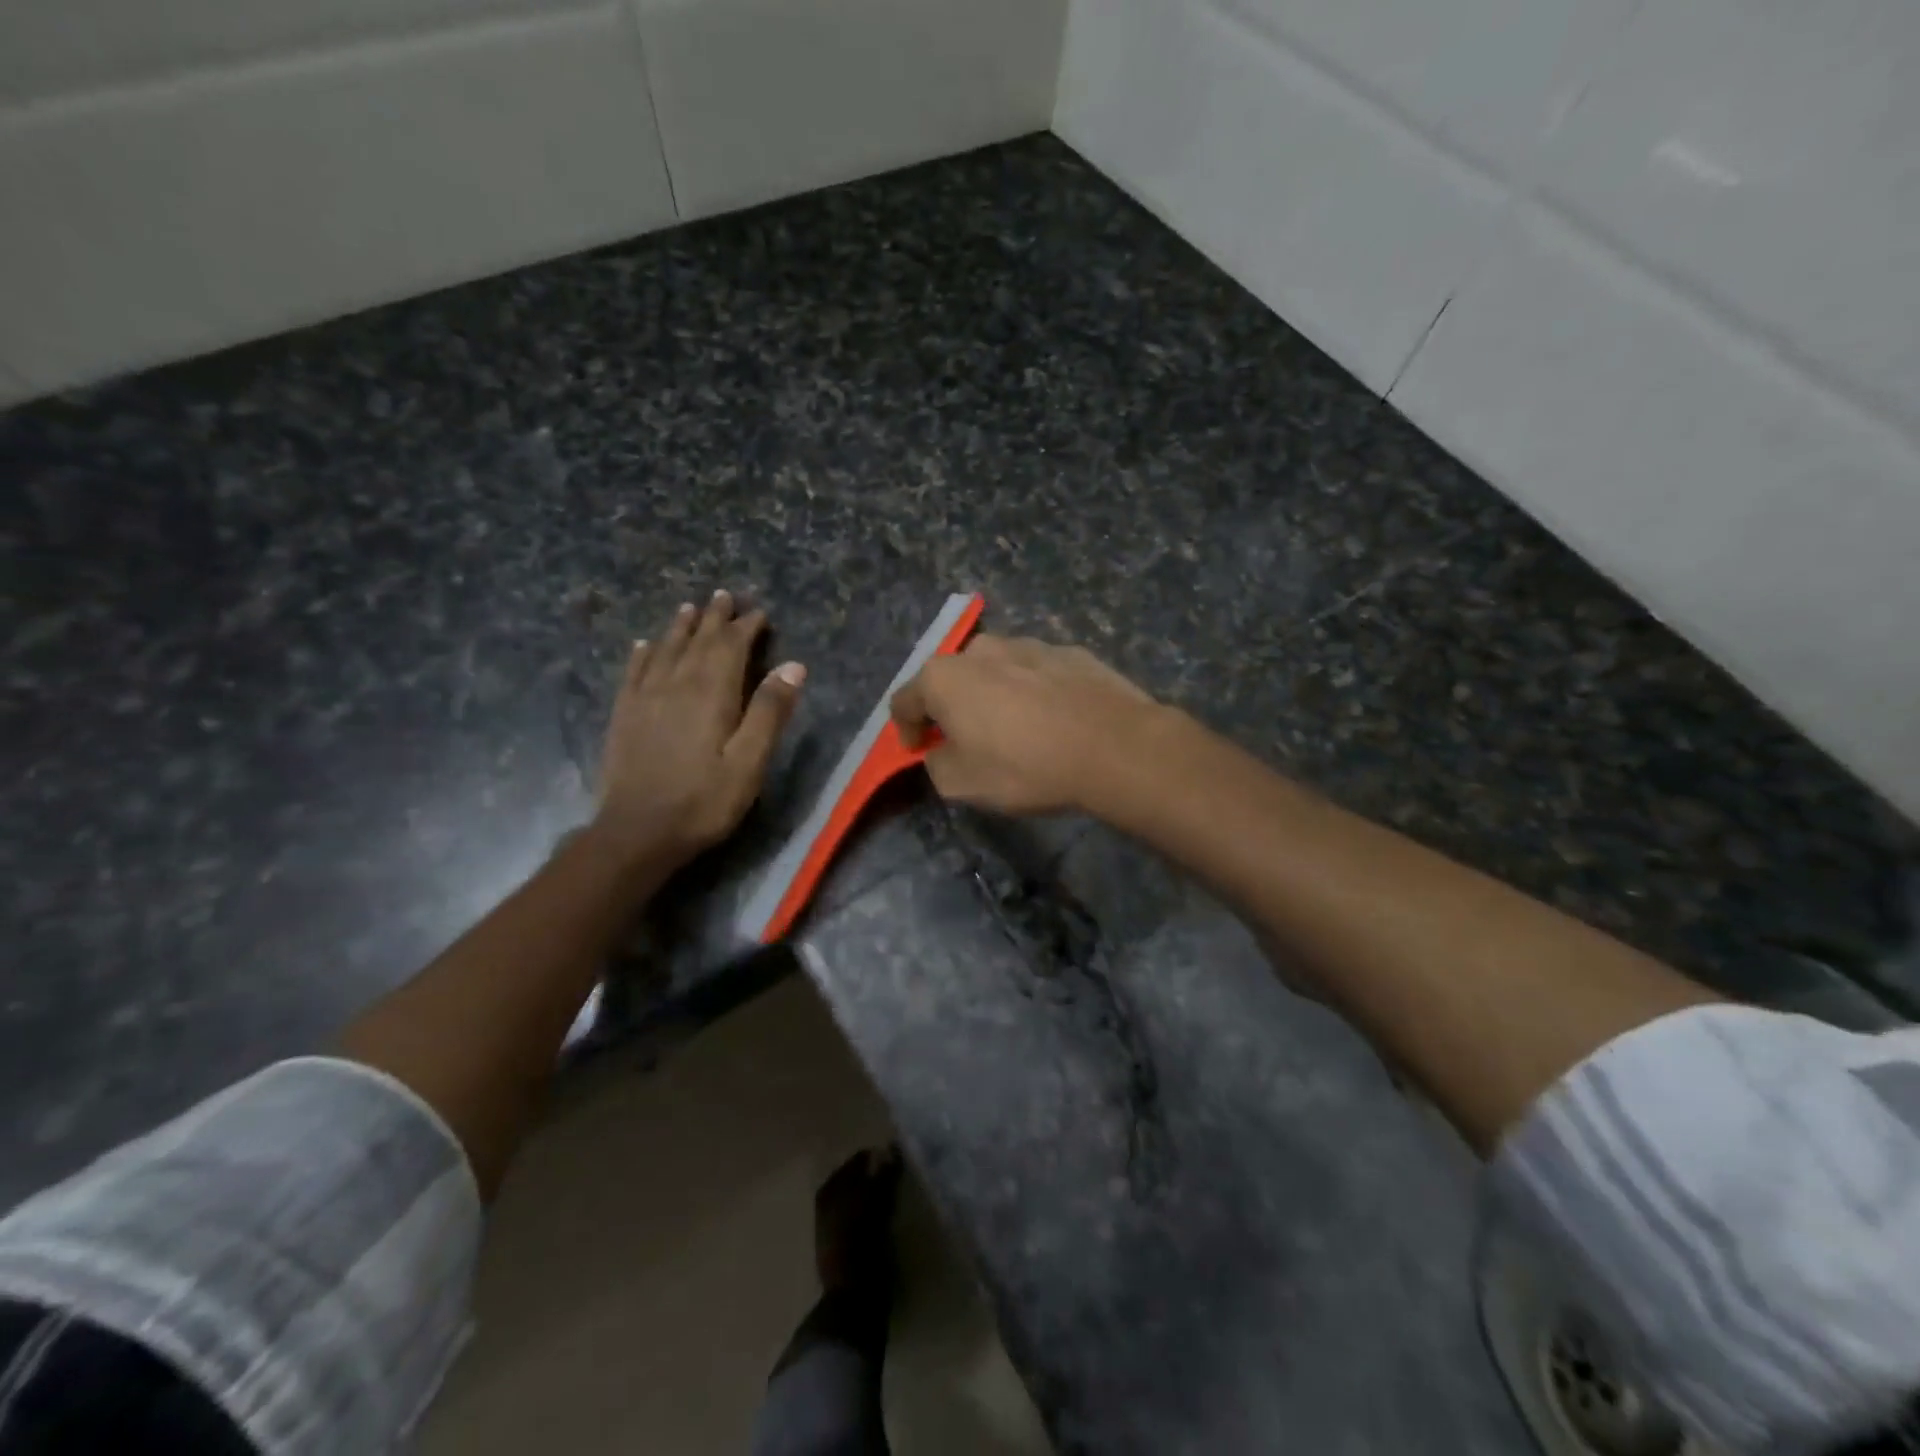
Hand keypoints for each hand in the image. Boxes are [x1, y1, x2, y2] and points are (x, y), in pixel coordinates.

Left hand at [595, 590, 804, 865]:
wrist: (637, 832)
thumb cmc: (703, 801)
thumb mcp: (749, 762)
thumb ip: (770, 712)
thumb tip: (794, 666)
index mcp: (711, 693)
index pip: (730, 647)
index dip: (745, 627)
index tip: (758, 612)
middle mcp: (676, 685)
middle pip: (697, 641)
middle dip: (714, 618)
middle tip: (724, 596)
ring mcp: (645, 698)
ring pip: (665, 650)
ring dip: (680, 627)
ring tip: (689, 608)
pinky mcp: (624, 715)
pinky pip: (634, 672)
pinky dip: (643, 654)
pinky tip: (644, 645)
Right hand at [889, 635, 1159, 815]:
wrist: (1114, 747)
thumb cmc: (1025, 767)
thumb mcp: (961, 784)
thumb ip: (936, 764)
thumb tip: (941, 751)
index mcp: (944, 676)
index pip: (904, 701)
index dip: (906, 731)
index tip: (920, 753)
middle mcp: (981, 649)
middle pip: (950, 680)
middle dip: (951, 708)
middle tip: (967, 741)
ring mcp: (1029, 644)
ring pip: (996, 672)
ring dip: (994, 697)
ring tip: (1017, 731)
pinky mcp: (1070, 652)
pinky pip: (1037, 674)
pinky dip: (1034, 693)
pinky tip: (1054, 722)